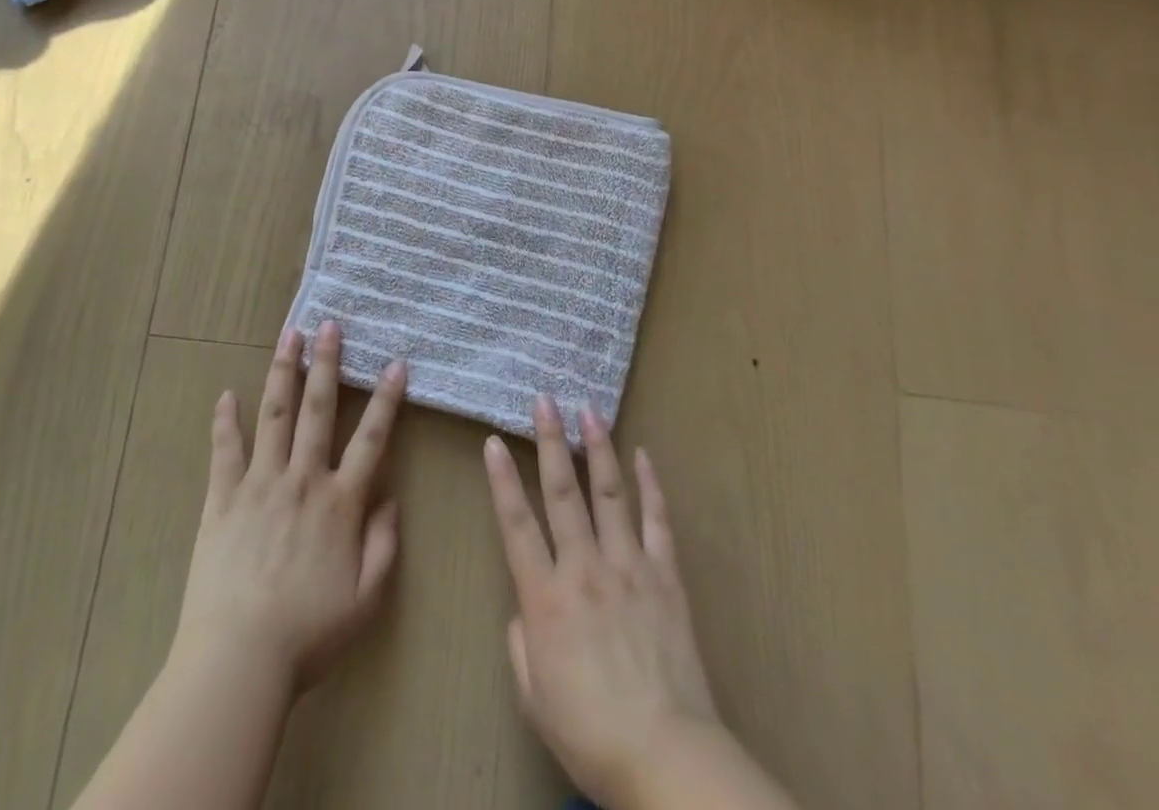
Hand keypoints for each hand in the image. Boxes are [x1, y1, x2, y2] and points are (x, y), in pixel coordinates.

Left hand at [171, 320, 406, 691]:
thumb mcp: (366, 599)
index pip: (371, 438)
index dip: (387, 398)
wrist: (239, 660)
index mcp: (340, 502)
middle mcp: (302, 480)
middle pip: (318, 409)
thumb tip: (390, 498)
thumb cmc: (308, 634)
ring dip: (284, 372)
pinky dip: (225, 422)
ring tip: (289, 336)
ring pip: (274, 415)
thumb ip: (384, 545)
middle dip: (327, 363)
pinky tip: (227, 394)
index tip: (396, 363)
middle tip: (330, 325)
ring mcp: (259, 485)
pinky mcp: (222, 500)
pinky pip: (225, 452)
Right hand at [483, 395, 718, 809]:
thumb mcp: (534, 696)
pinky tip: (642, 455)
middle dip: (550, 441)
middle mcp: (584, 568)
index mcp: (546, 598)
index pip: (516, 524)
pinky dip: (650, 485)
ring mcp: (628, 567)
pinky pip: (657, 521)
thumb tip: (525, 607)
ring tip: (588, 410)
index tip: (493, 441)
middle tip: (544, 400)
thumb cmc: (590, 733)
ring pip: (609, 493)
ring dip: (597, 448)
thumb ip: (522, 641)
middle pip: (562, 492)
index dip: (502, 480)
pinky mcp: (665, 577)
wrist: (666, 758)